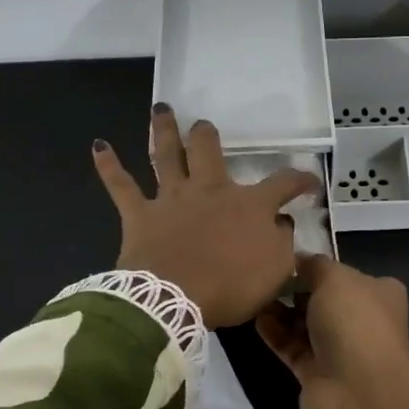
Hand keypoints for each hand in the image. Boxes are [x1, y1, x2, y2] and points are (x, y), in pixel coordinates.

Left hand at [92, 105, 318, 327]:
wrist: (174, 299)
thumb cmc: (231, 286)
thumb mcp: (276, 270)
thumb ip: (283, 243)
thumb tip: (282, 223)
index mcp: (249, 205)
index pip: (283, 183)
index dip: (300, 180)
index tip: (309, 182)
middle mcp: (210, 190)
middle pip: (210, 151)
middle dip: (208, 135)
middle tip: (204, 125)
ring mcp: (172, 199)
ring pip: (166, 155)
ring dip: (164, 130)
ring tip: (162, 109)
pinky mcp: (139, 214)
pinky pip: (120, 185)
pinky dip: (109, 165)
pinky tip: (99, 146)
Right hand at [257, 255, 408, 408]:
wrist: (358, 391)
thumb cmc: (354, 321)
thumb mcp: (334, 277)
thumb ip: (313, 265)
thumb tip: (298, 260)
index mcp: (379, 293)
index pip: (347, 274)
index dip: (319, 266)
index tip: (288, 258)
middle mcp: (362, 320)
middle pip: (323, 299)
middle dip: (296, 288)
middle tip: (266, 275)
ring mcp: (340, 350)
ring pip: (305, 324)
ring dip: (281, 310)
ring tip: (253, 293)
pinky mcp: (316, 373)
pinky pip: (291, 346)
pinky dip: (275, 333)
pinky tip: (256, 317)